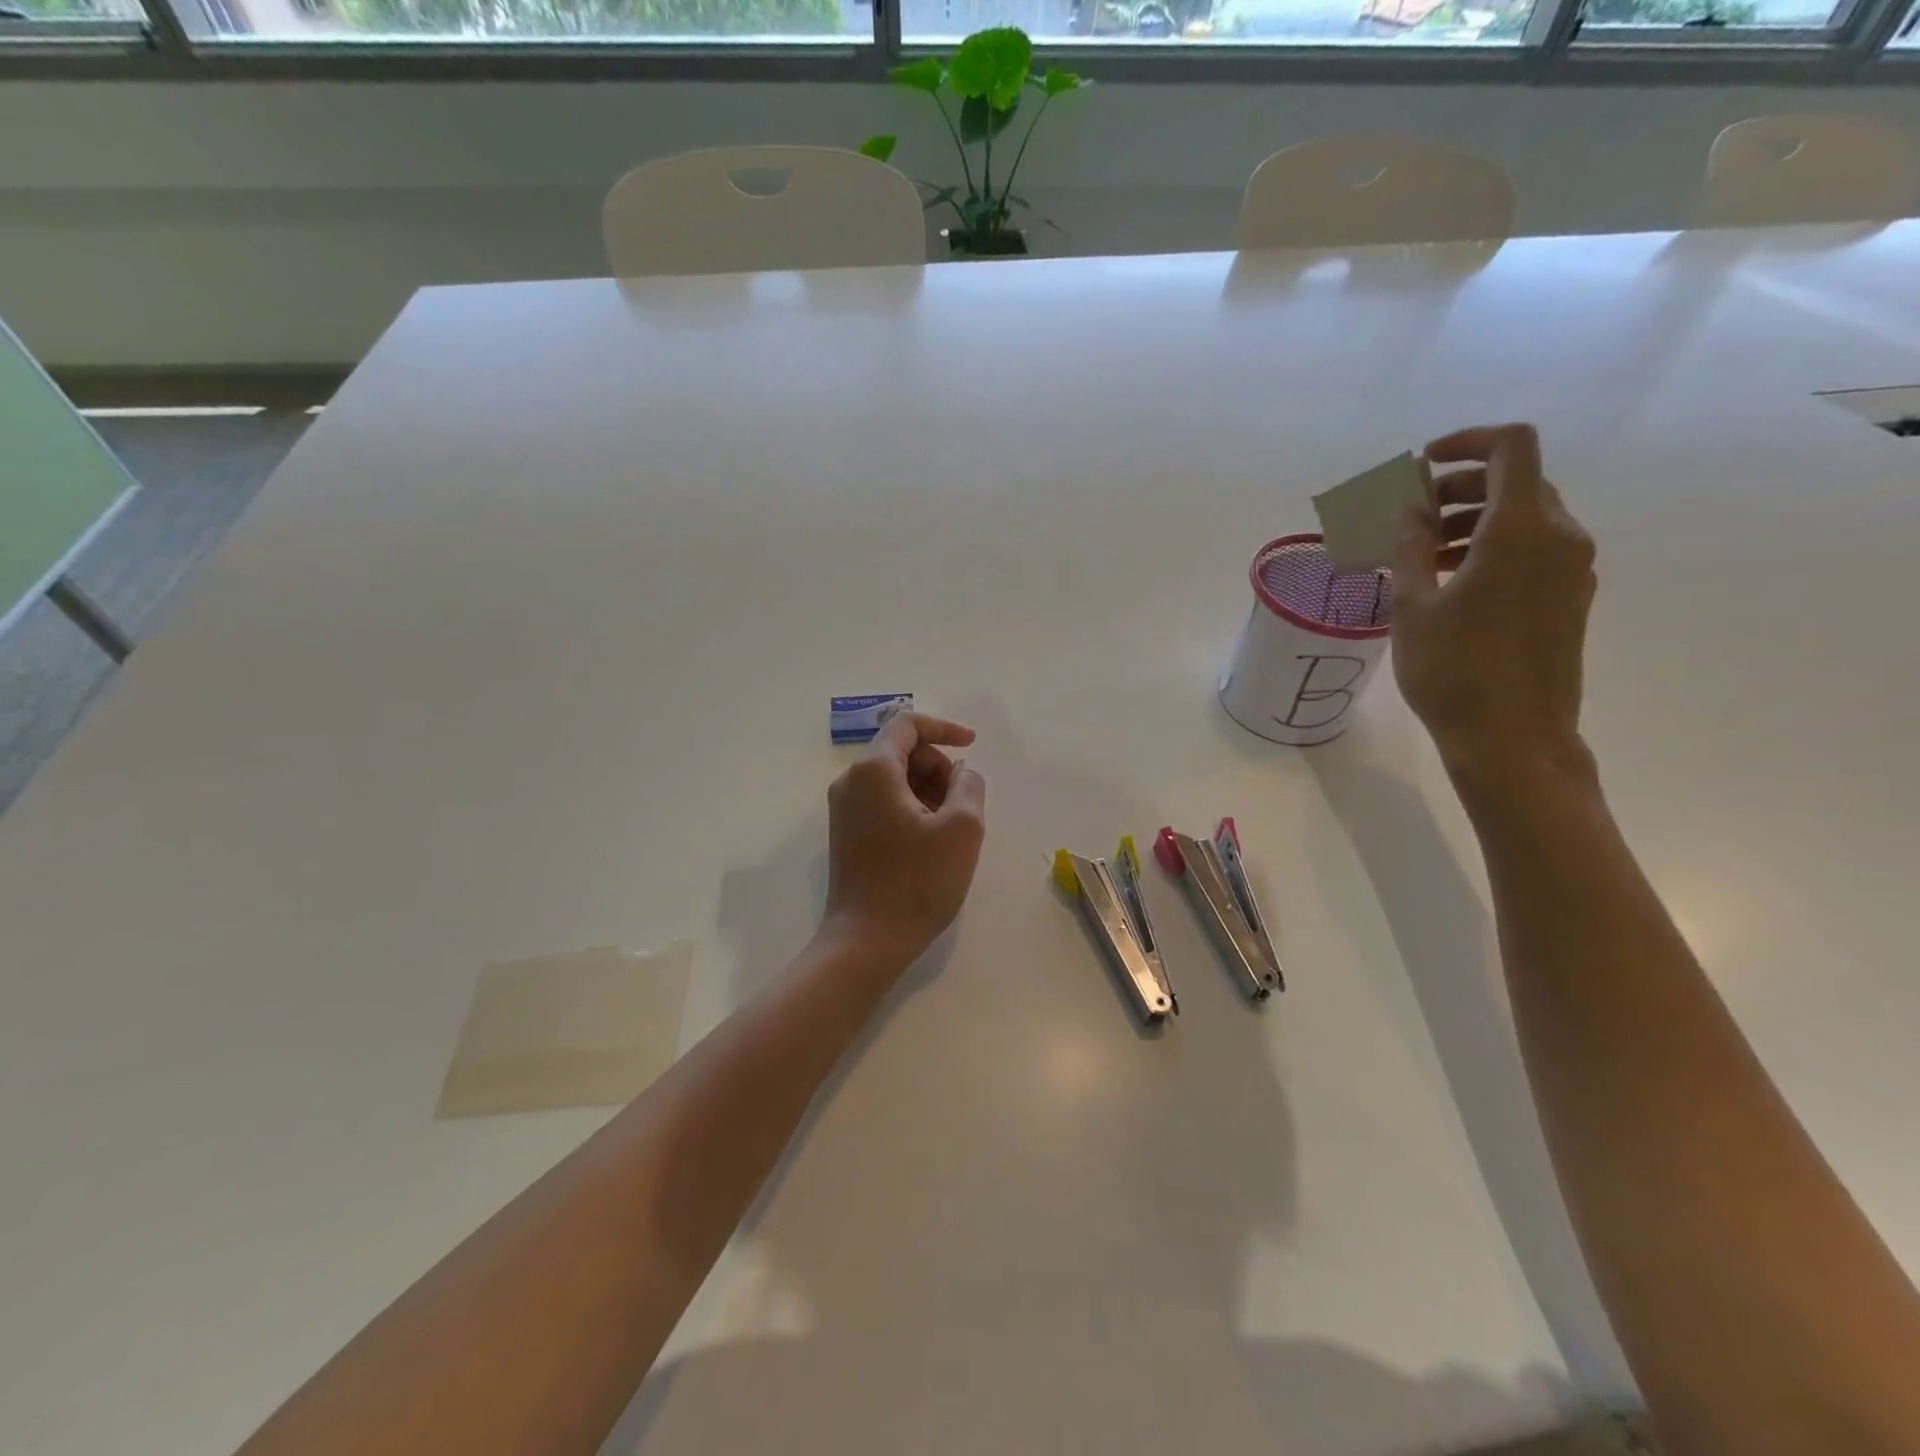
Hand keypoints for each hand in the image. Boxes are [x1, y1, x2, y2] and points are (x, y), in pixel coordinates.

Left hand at [821, 712, 987, 970]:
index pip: (907, 725)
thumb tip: (961, 773)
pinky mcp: (846, 835)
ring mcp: (844, 810)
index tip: (972, 745)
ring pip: (893, 779)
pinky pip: (883, 803)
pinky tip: (931, 841)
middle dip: (938, 767)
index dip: (944, 728)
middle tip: (964, 803)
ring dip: (928, 790)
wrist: (866, 941)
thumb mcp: (962, 829)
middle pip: (900, 752)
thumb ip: (969, 785)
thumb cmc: (917, 882)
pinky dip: (912, 808)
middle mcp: (851, 782)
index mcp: (873, 771)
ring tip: (951, 828)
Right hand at [1391, 424, 1597, 787]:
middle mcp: (1561, 537)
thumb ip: (1411, 546)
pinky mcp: (1571, 597)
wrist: (1513, 739)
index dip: (1466, 442)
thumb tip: (1412, 507)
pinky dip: (1493, 548)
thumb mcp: (1412, 606)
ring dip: (1473, 521)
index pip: (1511, 448)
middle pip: (1518, 482)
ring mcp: (1573, 568)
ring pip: (1526, 517)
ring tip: (1422, 556)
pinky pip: (1535, 549)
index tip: (1422, 465)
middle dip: (1460, 488)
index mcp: (1522, 529)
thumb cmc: (1452, 671)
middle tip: (1411, 517)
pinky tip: (1453, 583)